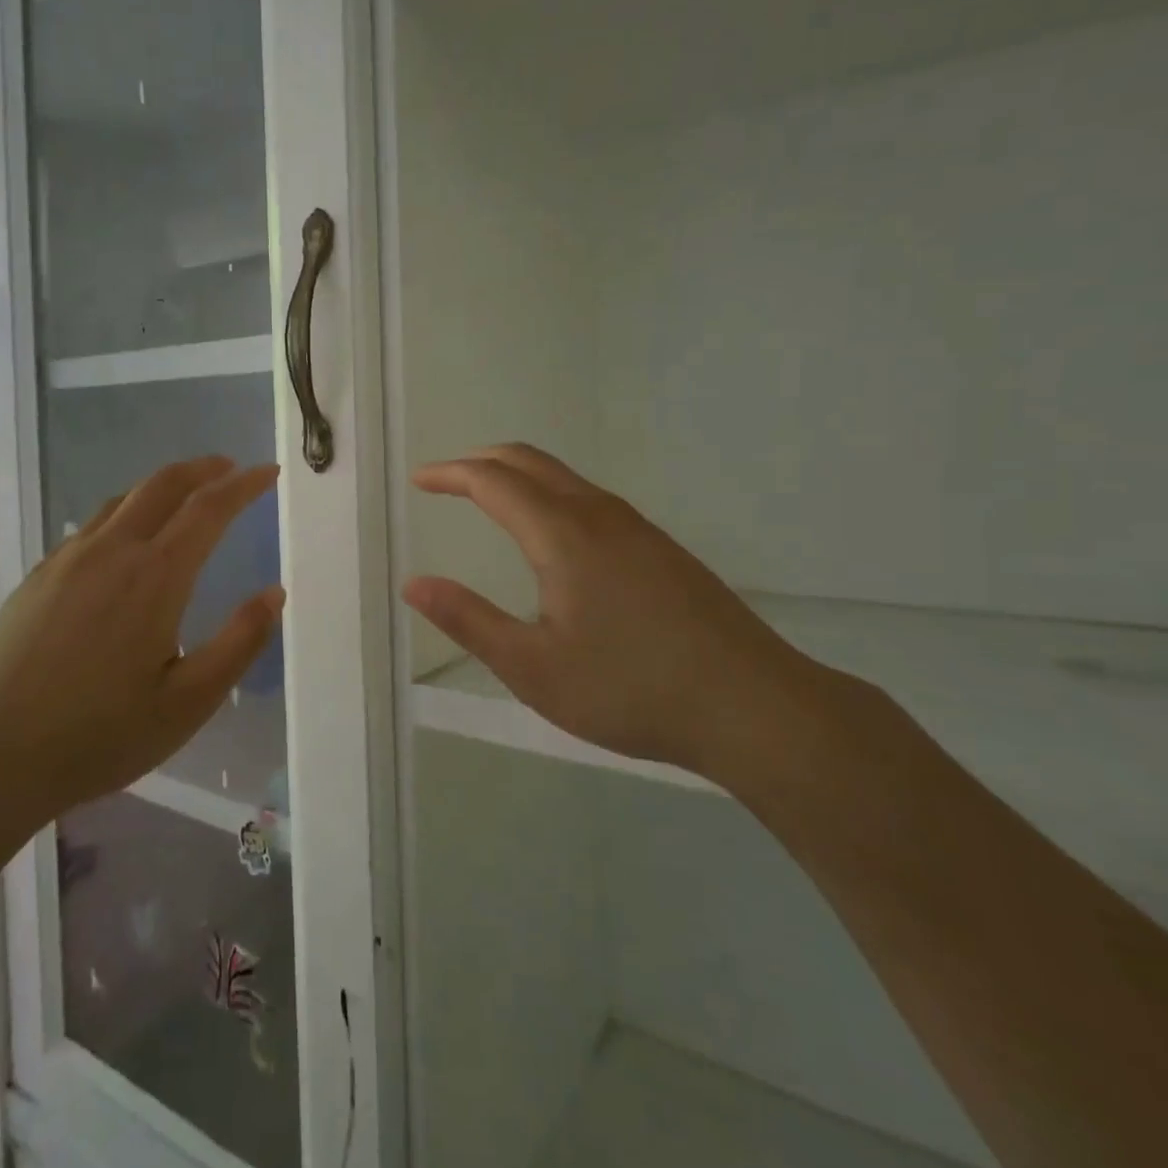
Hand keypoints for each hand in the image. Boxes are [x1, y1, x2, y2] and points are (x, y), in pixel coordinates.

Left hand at [0, 456, 283, 838]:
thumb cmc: (100, 735)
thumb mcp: (189, 702)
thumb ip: (239, 642)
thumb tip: (274, 593)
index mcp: (154, 576)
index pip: (209, 508)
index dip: (243, 485)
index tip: (268, 472)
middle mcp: (111, 552)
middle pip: (163, 485)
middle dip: (203, 469)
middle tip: (230, 469)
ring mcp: (67, 560)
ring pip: (123, 499)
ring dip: (162, 486)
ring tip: (185, 496)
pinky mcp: (38, 577)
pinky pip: (91, 525)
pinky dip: (126, 511)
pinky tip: (126, 541)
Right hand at [403, 444, 812, 777]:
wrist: (753, 706)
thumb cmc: (631, 689)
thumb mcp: (533, 668)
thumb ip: (469, 620)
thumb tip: (414, 584)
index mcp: (562, 533)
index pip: (492, 481)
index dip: (450, 474)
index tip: (419, 480)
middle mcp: (599, 514)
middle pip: (529, 461)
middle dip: (480, 461)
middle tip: (446, 478)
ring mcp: (636, 528)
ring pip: (564, 477)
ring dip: (518, 474)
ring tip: (488, 498)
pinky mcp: (661, 548)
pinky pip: (590, 498)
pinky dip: (549, 493)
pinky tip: (551, 535)